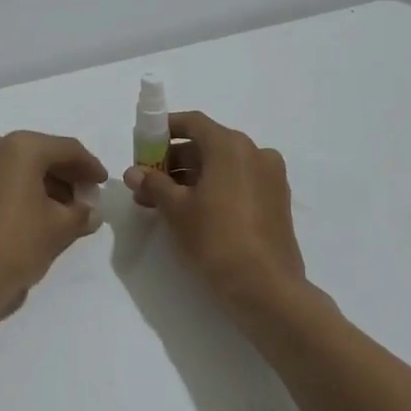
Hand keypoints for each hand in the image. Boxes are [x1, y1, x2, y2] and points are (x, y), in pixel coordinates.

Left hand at [0, 131, 108, 333]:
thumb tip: (92, 212)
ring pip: (22, 166)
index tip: (103, 182)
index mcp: (21, 147)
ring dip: (47, 183)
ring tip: (67, 210)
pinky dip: (25, 189)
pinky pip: (4, 178)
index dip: (90, 166)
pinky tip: (41, 212)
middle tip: (87, 197)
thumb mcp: (58, 229)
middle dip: (67, 175)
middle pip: (42, 154)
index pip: (67, 149)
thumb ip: (81, 214)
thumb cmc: (15, 245)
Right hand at [123, 111, 306, 308]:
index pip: (192, 123)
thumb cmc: (215, 239)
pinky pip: (238, 182)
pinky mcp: (276, 201)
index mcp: (231, 146)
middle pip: (207, 145)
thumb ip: (153, 184)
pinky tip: (192, 212)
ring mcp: (270, 177)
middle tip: (147, 183)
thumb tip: (133, 172)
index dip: (164, 130)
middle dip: (173, 160)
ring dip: (191, 177)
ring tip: (163, 203)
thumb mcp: (175, 209)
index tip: (143, 146)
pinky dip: (214, 188)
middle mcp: (255, 152)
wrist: (265, 288)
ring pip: (222, 166)